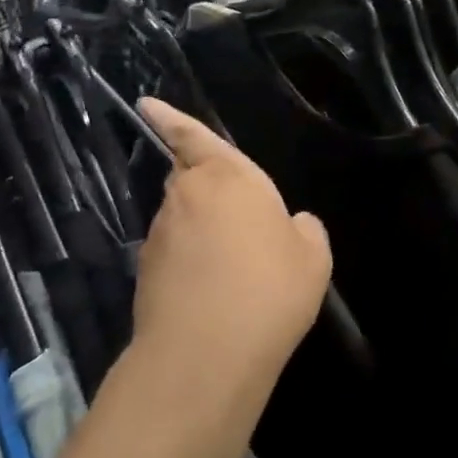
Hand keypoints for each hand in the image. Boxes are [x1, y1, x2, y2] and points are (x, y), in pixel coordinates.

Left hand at [127, 98, 330, 427]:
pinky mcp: (144, 272)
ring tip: (233, 268)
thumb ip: (305, 231)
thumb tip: (295, 224)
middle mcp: (186, 196)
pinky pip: (173, 253)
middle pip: (188, 178)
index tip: (146, 103)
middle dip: (204, 186)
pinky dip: (189, 261)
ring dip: (200, 229)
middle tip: (236, 217)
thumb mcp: (313, 259)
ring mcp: (160, 235)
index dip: (170, 118)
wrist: (205, 354)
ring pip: (181, 217)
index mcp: (227, 177)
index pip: (193, 136)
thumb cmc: (269, 291)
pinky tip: (213, 293)